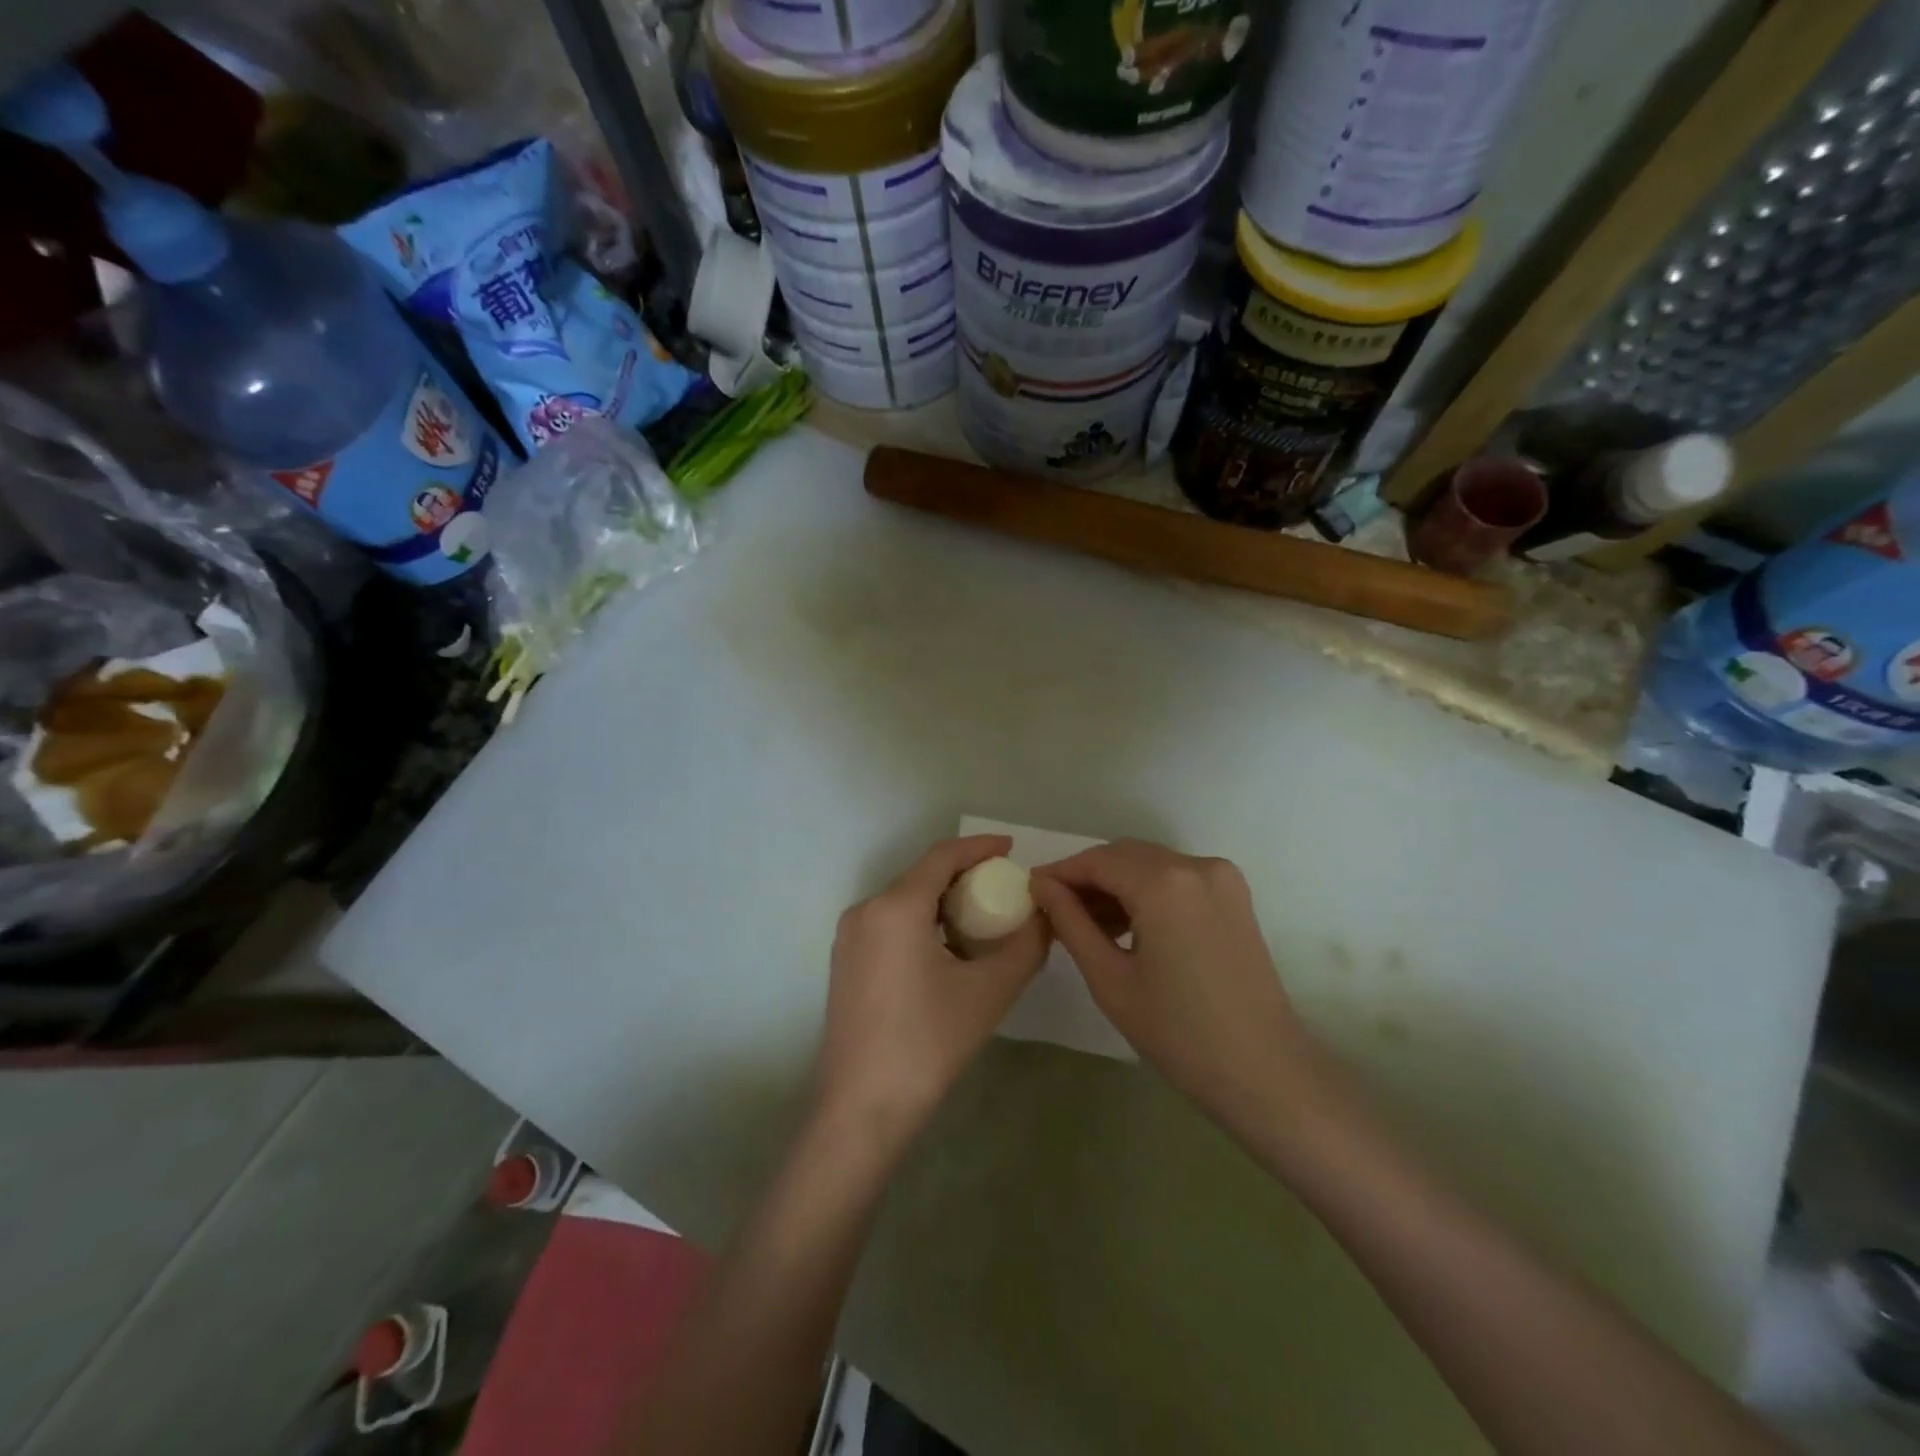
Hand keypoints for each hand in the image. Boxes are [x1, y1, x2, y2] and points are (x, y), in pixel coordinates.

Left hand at [813, 835, 1048, 1151]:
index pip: (942, 856)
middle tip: (1004, 889)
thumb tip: (1046, 917)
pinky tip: (948, 948)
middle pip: (921, 876)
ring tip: (983, 918)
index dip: (979, 847)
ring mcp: (849, 937)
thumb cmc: (928, 1044)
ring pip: (904, 901)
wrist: (862, 1109)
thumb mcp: (989, 992)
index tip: (1011, 849)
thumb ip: (1026, 946)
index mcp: (895, 907)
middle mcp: (865, 910)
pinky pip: (890, 923)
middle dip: (964, 876)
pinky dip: (922, 921)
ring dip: (943, 901)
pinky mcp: (846, 962)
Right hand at [1031, 840, 1325, 1144]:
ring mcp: (1221, 877)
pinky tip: (1128, 925)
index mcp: (1164, 883)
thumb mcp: (1110, 978)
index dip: (1060, 873)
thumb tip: (1041, 886)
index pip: (1097, 861)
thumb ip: (1070, 922)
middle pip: (1124, 855)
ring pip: (1150, 864)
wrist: (1264, 1071)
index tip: (1031, 891)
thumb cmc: (1178, 1033)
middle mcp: (1195, 865)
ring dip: (1117, 883)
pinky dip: (1147, 890)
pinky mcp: (1234, 894)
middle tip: (1056, 911)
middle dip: (1087, 877)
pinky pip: (1176, 877)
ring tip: (1088, 923)